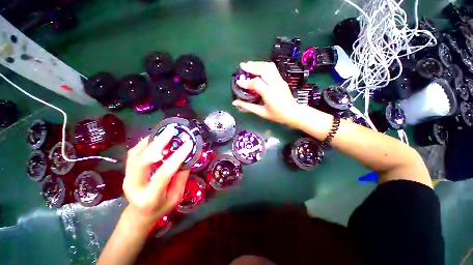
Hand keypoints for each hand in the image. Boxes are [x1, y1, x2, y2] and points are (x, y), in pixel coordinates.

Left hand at [123, 125, 192, 227]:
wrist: (138, 214)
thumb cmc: (160, 208)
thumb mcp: (175, 197)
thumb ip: (181, 178)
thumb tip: (186, 159)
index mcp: (150, 196)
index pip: (163, 173)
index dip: (177, 157)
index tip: (188, 144)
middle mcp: (134, 186)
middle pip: (142, 161)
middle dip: (157, 143)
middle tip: (170, 131)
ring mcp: (127, 178)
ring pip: (135, 155)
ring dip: (151, 141)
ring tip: (165, 132)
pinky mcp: (126, 172)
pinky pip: (133, 153)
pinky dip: (144, 143)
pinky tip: (155, 137)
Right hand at [232, 61, 299, 124]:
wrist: (293, 113)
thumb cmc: (277, 115)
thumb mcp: (261, 112)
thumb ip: (247, 106)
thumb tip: (235, 103)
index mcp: (270, 93)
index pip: (256, 83)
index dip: (246, 82)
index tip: (238, 82)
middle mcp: (275, 84)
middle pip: (264, 69)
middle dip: (252, 66)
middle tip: (242, 66)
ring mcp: (280, 80)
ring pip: (269, 67)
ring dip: (258, 64)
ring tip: (249, 65)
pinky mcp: (282, 80)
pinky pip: (272, 69)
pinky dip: (263, 66)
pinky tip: (258, 68)